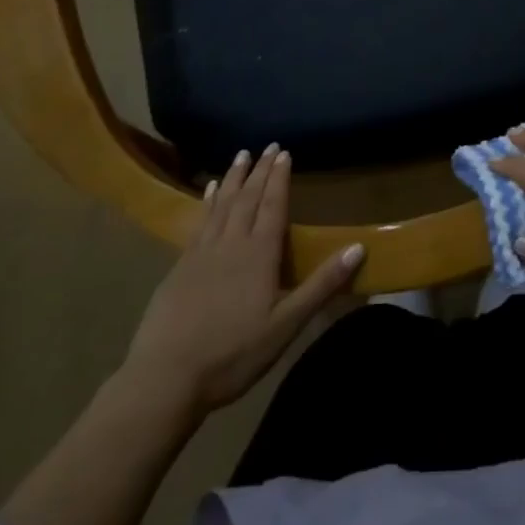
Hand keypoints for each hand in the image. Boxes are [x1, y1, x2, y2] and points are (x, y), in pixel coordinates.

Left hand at [117, 144, 362, 416]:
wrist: (165, 379)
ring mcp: (201, 252)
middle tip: (267, 146)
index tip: (284, 152)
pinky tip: (209, 191)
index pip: (273, 205)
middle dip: (259, 171)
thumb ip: (322, 284)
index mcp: (259, 253)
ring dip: (233, 178)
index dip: (279, 178)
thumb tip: (358, 247)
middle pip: (248, 198)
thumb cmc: (234, 354)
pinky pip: (199, 221)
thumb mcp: (287, 325)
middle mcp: (231, 243)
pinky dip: (208, 201)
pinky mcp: (179, 267)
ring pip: (222, 204)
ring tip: (240, 155)